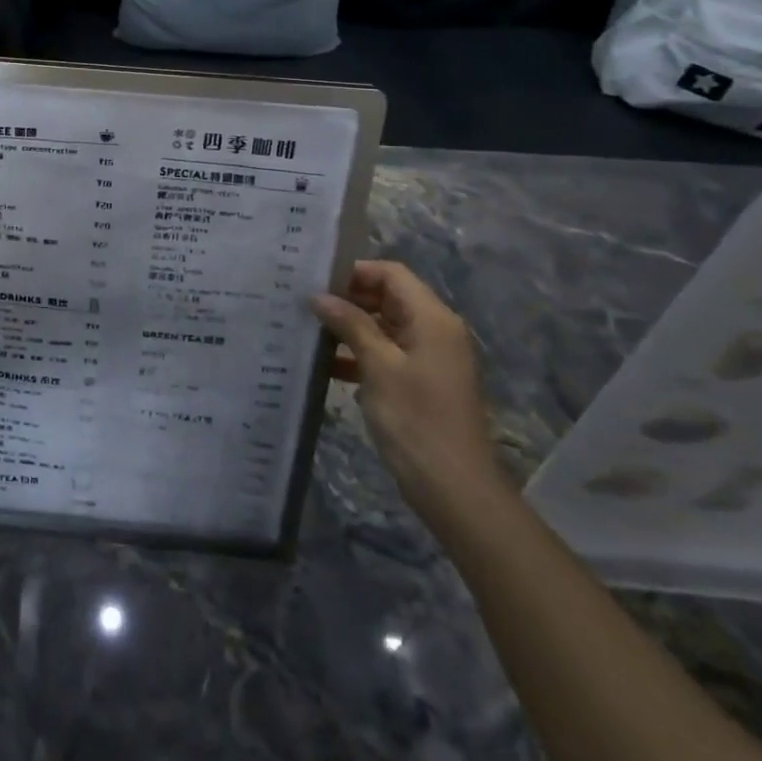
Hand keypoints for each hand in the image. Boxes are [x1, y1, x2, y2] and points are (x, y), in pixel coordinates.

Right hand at [314, 261, 496, 510]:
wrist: (455, 489)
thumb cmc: (417, 419)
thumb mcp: (378, 367)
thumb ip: (350, 325)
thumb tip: (319, 296)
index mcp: (432, 318)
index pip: (391, 274)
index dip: (355, 271)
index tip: (316, 281)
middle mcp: (434, 330)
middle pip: (388, 297)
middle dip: (348, 298)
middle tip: (306, 304)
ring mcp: (428, 358)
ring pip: (384, 326)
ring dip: (350, 327)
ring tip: (309, 330)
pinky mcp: (419, 382)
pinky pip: (386, 353)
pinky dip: (359, 354)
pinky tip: (326, 364)